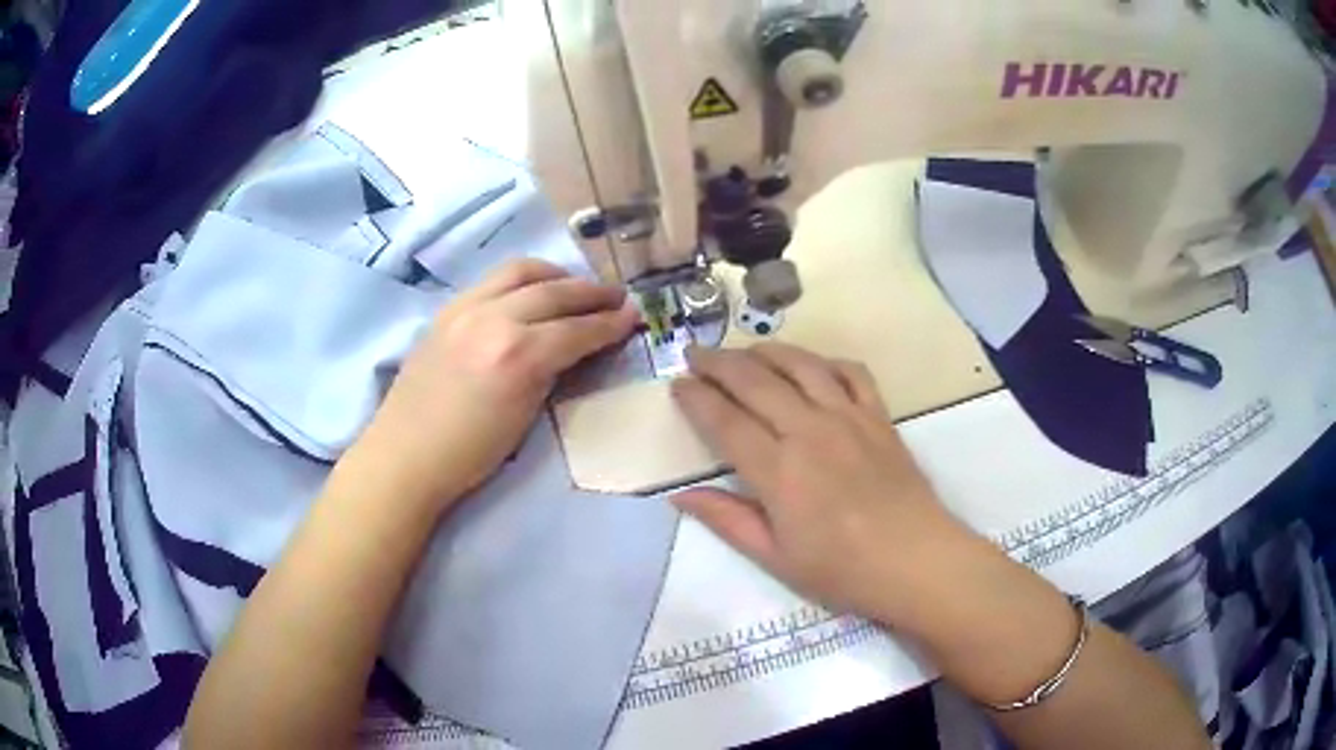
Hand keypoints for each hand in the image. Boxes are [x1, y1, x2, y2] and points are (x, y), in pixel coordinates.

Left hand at [350, 259, 638, 515]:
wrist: (405, 456)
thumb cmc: (469, 455)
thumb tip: (577, 348)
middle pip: (554, 291)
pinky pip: (493, 279)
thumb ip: (552, 373)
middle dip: (592, 292)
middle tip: (616, 297)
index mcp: (517, 355)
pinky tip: (532, 291)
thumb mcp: (525, 419)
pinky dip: (522, 279)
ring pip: (521, 271)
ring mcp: (465, 308)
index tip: (634, 316)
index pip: (576, 329)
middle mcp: (493, 318)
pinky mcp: (446, 309)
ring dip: (556, 275)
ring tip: (575, 287)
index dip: (610, 322)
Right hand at [671, 343, 980, 625]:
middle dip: (719, 363)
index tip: (677, 385)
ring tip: (744, 351)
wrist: (916, 561)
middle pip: (756, 381)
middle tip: (696, 355)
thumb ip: (727, 520)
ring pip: (801, 365)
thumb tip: (680, 495)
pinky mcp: (880, 416)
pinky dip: (826, 362)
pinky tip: (813, 367)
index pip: (725, 420)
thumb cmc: (842, 570)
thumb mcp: (775, 557)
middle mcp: (810, 431)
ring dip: (767, 351)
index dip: (696, 398)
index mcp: (779, 471)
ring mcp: (849, 417)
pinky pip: (851, 373)